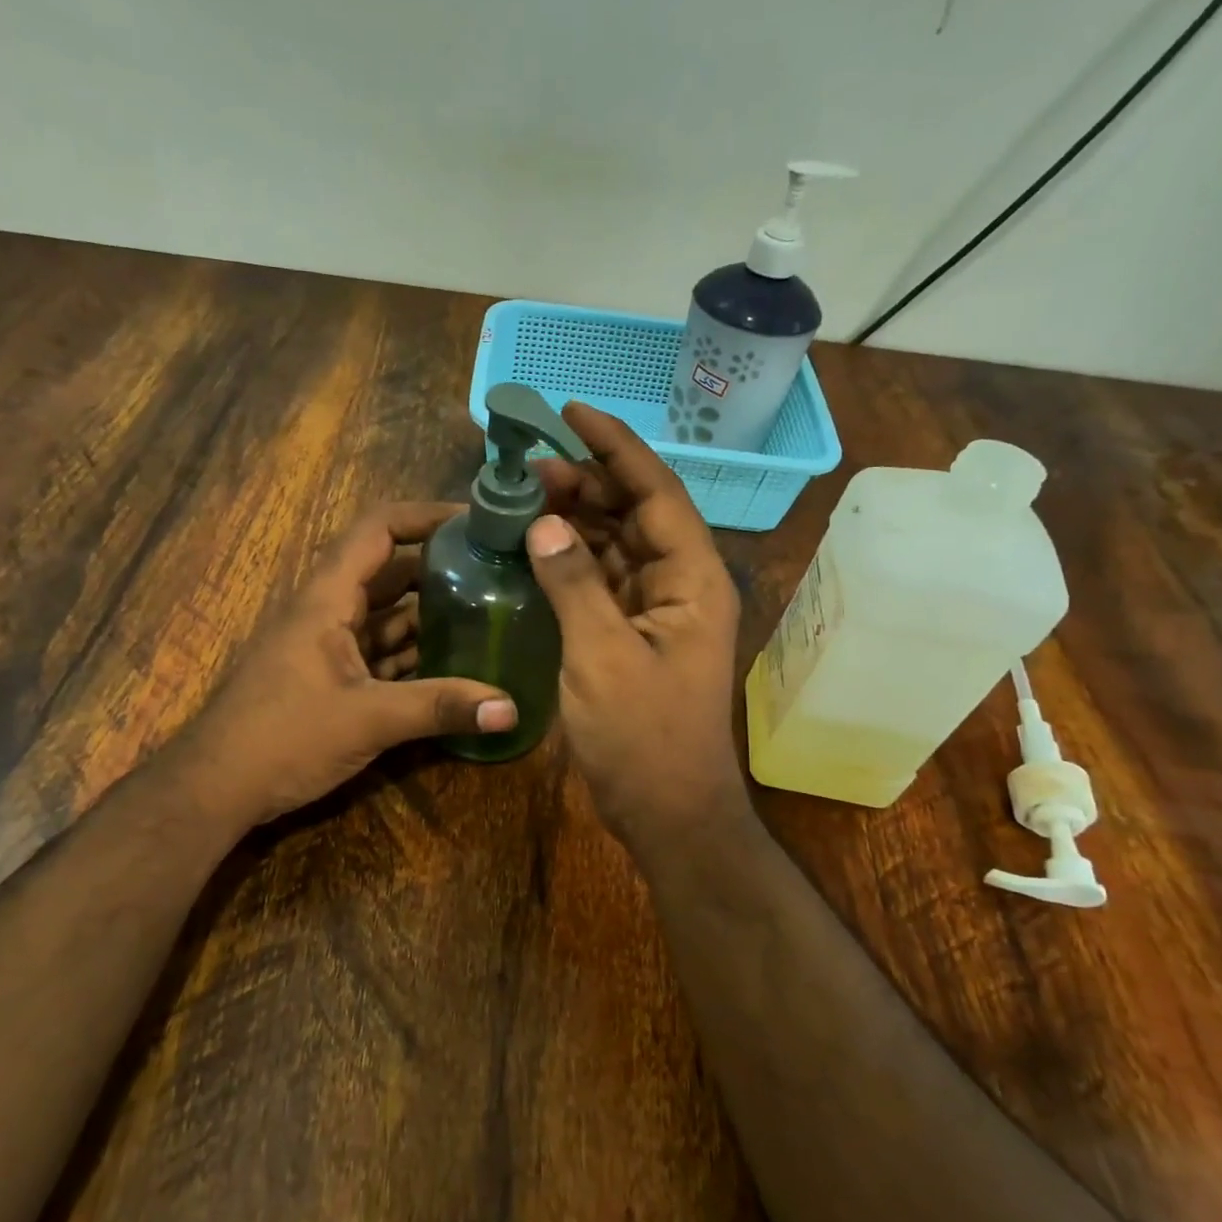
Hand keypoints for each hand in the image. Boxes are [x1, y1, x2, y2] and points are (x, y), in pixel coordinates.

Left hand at [172, 504, 517, 827]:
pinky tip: (455, 666)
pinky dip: (415, 655)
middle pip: (391, 572)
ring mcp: (329, 646)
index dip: (425, 515)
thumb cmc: (282, 737)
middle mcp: (329, 612)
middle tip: (497, 573)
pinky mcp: (331, 679)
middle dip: (441, 569)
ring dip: (432, 616)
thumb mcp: (368, 719)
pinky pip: (381, 653)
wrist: (216, 788)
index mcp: (328, 599)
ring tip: (489, 615)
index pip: (378, 530)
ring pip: (388, 616)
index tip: (476, 521)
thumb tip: (511, 708)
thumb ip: (440, 708)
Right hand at [530, 404, 749, 850]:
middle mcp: (682, 584)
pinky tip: (538, 546)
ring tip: (527, 494)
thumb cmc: (643, 736)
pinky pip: (603, 580)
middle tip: (530, 463)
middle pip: (636, 512)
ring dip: (578, 518)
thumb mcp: (602, 656)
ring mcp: (658, 610)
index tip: (571, 411)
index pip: (656, 492)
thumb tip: (545, 522)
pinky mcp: (634, 634)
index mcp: (693, 579)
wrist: (667, 810)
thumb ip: (574, 583)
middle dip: (588, 481)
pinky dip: (573, 560)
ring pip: (618, 545)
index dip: (615, 447)